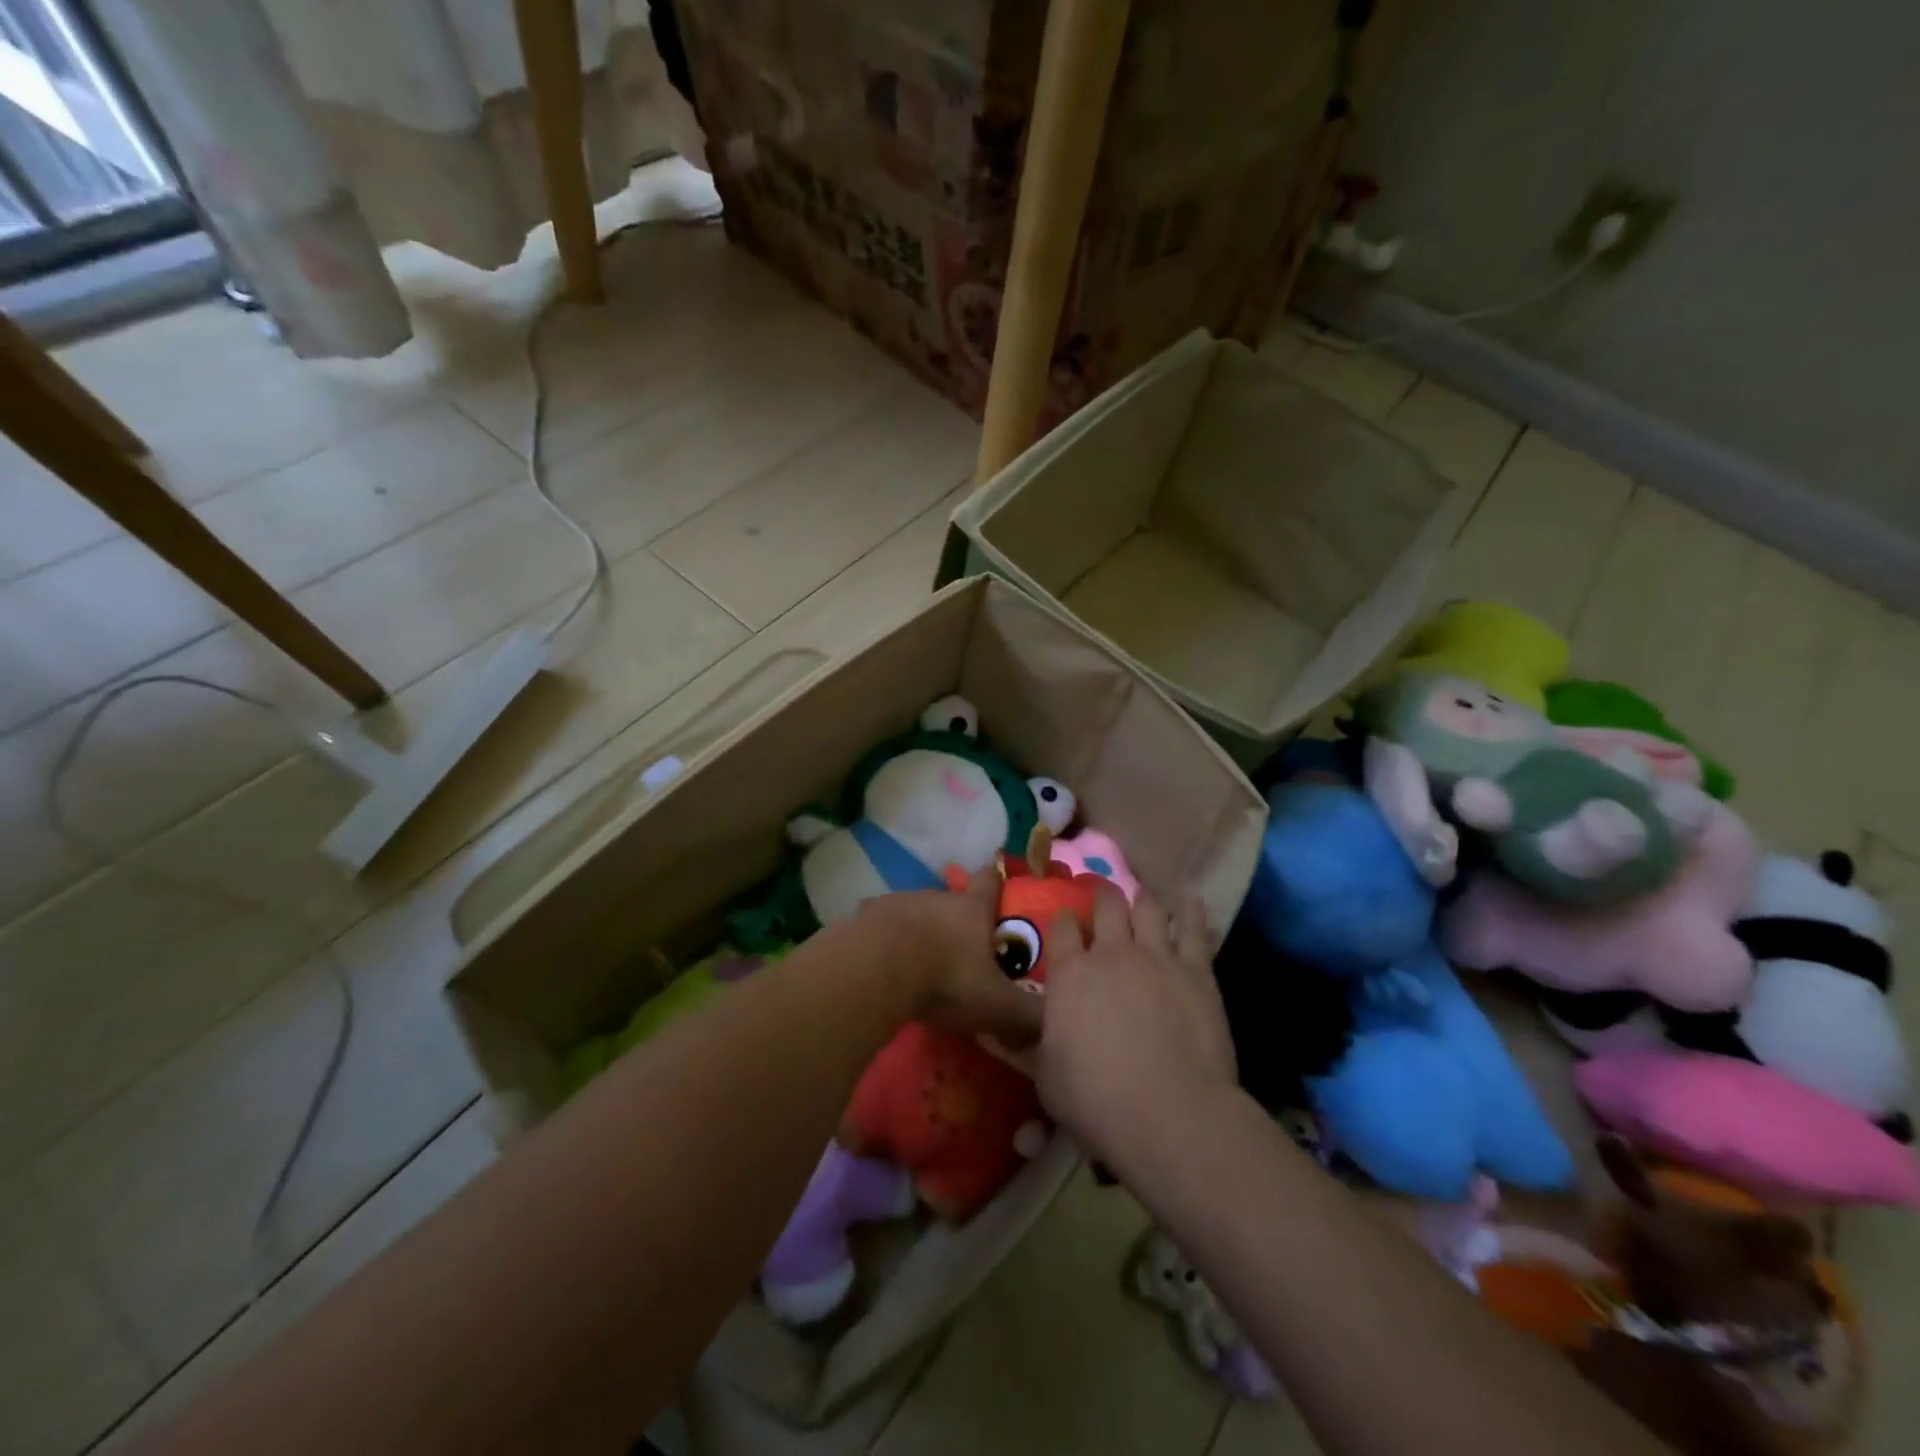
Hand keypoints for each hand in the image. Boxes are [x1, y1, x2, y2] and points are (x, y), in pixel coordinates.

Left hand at [855, 869, 1044, 1048]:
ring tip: (919, 959)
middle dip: (956, 919)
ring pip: (914, 912)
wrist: (876, 969)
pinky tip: (883, 964)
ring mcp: (897, 902)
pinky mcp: (864, 917)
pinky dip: (884, 941)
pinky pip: (880, 927)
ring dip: (919, 930)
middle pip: (950, 900)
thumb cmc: (946, 979)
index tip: (999, 876)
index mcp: (972, 909)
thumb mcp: (997, 1005)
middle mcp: (936, 897)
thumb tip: (1054, 1026)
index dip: (997, 879)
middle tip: (960, 946)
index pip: (991, 882)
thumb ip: (1027, 1016)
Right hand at [1035, 884, 1237, 1166]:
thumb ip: (1035, 1043)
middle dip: (1102, 896)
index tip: (1065, 920)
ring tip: (1141, 894)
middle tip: (1103, 896)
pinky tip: (1189, 896)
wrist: (1169, 1113)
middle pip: (1106, 906)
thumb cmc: (1096, 1101)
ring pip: (1148, 908)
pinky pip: (1194, 928)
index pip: (1061, 929)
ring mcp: (1156, 957)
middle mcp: (1111, 954)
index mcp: (1069, 975)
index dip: (1063, 920)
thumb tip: (1011, 1032)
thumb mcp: (1046, 1076)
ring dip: (1142, 898)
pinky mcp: (1196, 970)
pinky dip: (1190, 908)